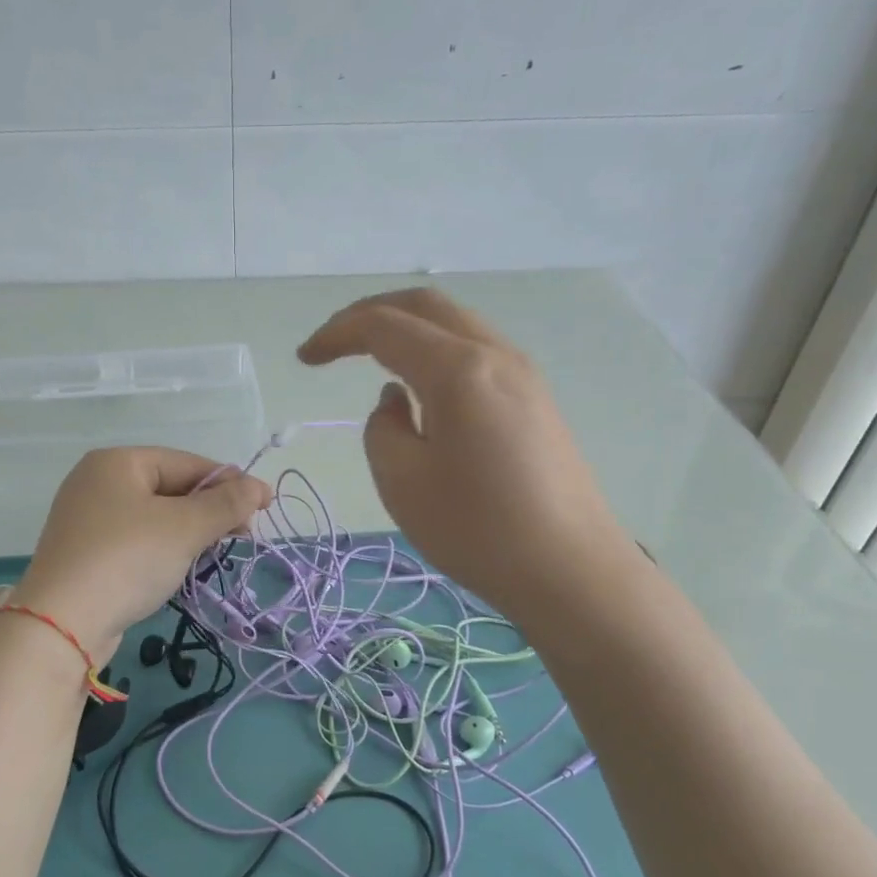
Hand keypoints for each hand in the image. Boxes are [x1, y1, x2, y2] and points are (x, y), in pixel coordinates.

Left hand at [12, 448, 271, 662]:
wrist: (62, 624)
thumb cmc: (127, 560)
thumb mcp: (184, 528)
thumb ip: (225, 504)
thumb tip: (258, 487)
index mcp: (117, 462)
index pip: (187, 462)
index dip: (229, 483)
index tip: (264, 506)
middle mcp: (97, 482)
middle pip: (170, 488)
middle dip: (209, 510)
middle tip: (243, 536)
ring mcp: (87, 519)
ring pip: (155, 517)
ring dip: (189, 532)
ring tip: (215, 552)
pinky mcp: (86, 554)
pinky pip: (136, 541)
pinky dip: (163, 550)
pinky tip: (181, 567)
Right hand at [297, 288, 631, 615]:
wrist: (571, 570)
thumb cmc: (477, 529)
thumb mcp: (402, 482)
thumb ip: (382, 428)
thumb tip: (397, 401)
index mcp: (457, 369)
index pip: (384, 326)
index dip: (337, 333)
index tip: (305, 358)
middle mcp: (495, 354)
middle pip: (425, 306)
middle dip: (371, 314)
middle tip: (334, 343)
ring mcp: (523, 374)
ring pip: (455, 324)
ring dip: (407, 331)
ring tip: (372, 360)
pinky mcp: (536, 399)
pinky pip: (477, 352)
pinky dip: (436, 352)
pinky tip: (422, 389)